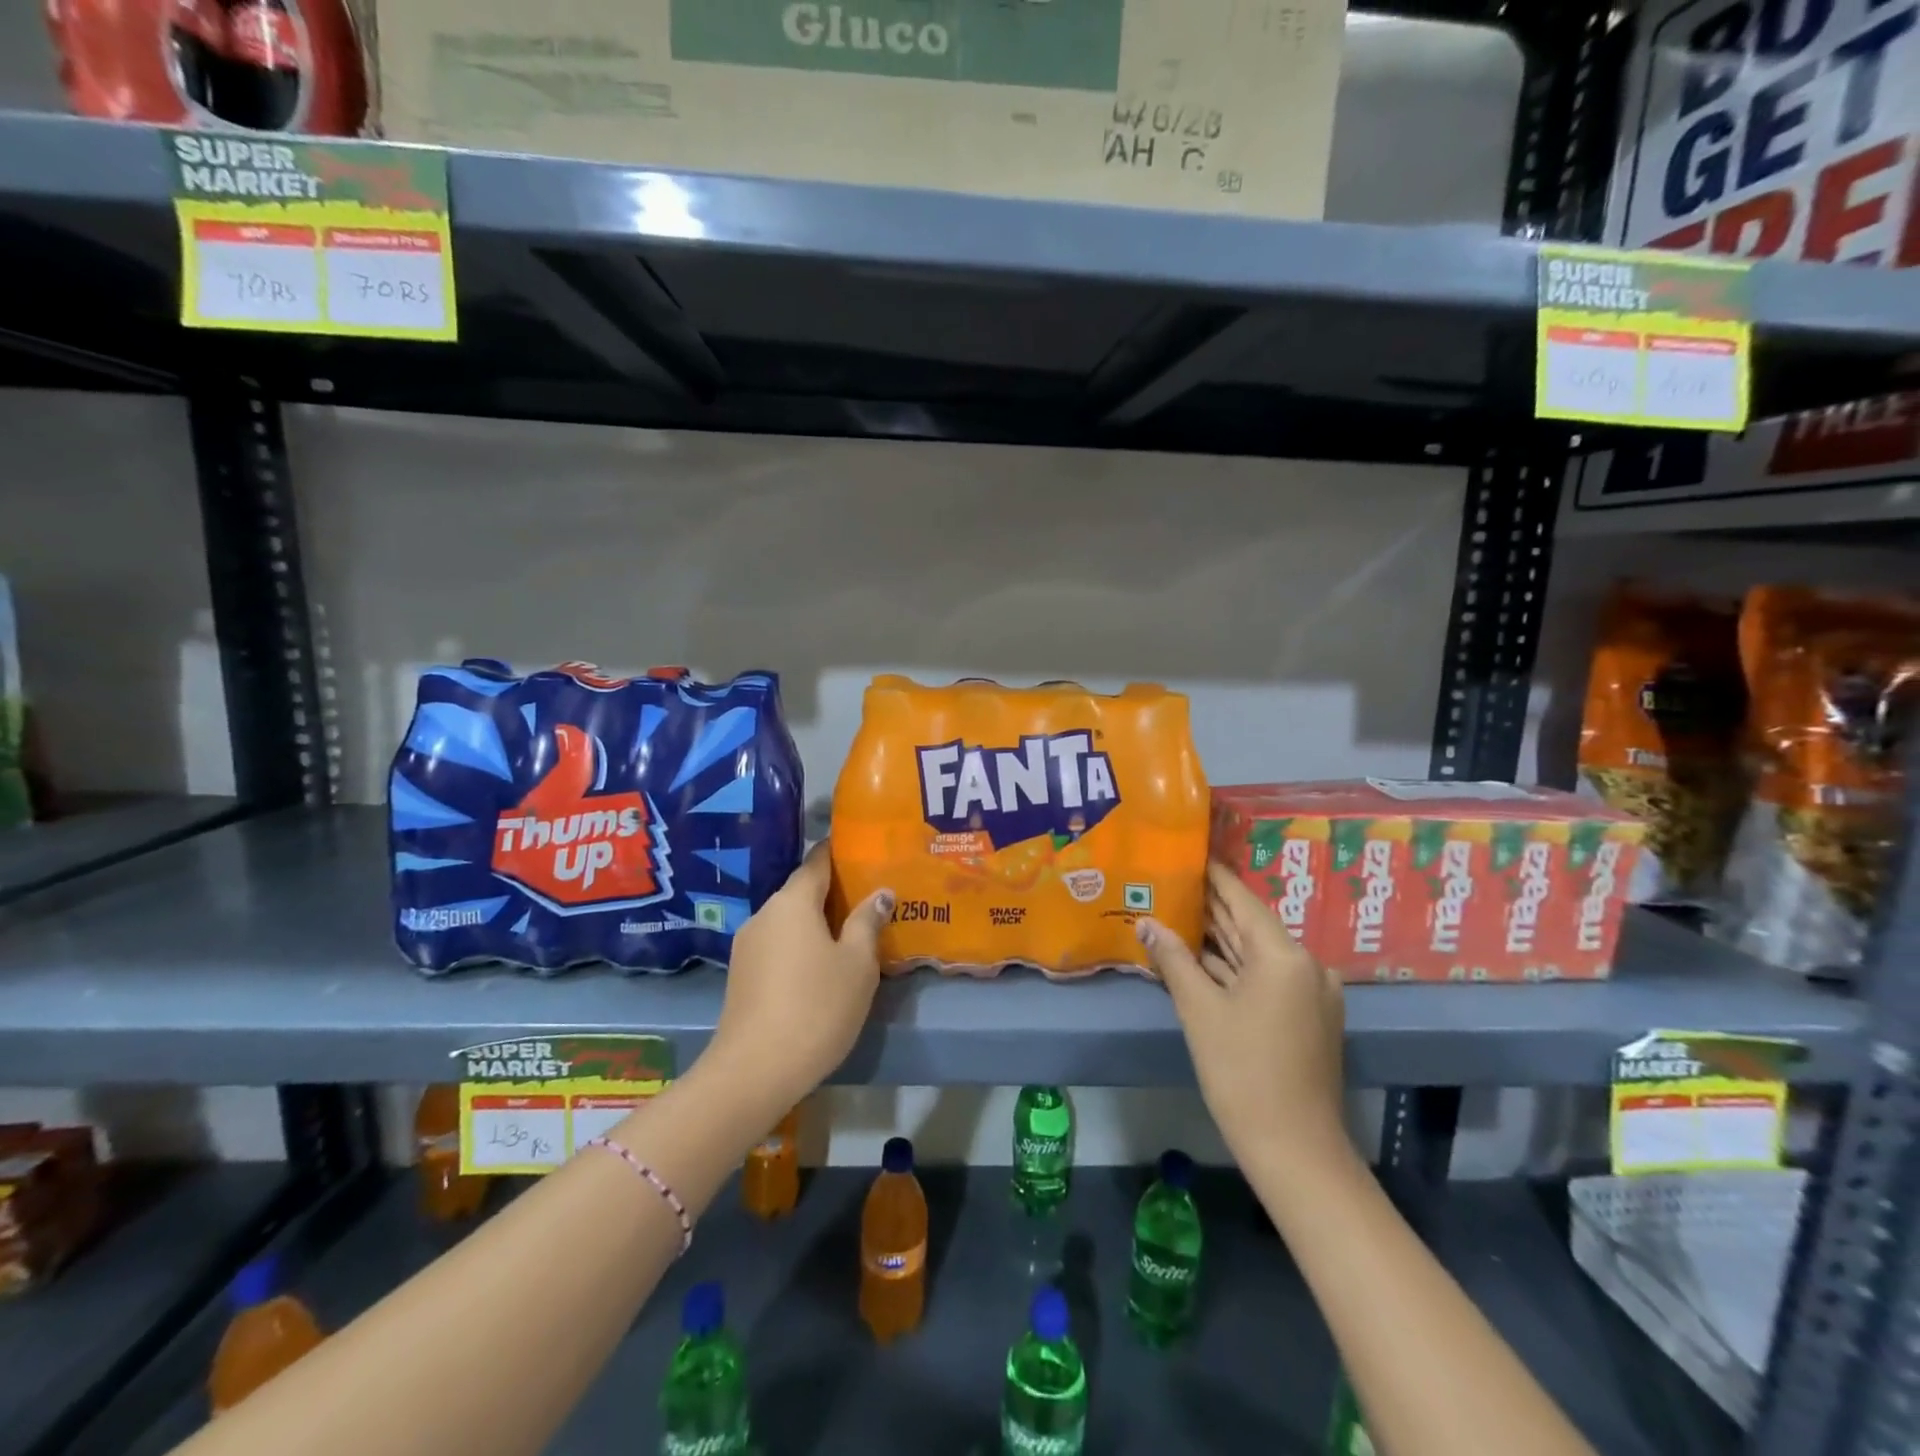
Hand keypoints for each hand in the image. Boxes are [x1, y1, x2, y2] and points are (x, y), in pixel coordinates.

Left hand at [704, 844, 893, 1117]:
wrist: (754, 1072)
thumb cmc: (816, 1008)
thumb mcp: (857, 964)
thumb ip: (868, 922)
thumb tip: (880, 892)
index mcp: (792, 902)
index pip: (816, 861)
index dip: (839, 853)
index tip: (864, 852)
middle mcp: (764, 914)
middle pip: (801, 891)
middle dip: (833, 892)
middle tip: (869, 900)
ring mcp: (747, 945)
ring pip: (789, 921)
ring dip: (816, 923)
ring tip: (850, 934)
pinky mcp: (741, 975)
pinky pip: (778, 945)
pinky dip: (800, 946)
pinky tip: (820, 966)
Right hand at [1137, 862, 1350, 1172]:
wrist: (1295, 1150)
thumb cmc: (1242, 1072)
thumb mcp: (1199, 1011)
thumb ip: (1173, 959)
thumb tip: (1146, 923)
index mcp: (1285, 955)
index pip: (1242, 900)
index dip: (1214, 877)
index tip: (1188, 853)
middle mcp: (1306, 965)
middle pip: (1250, 925)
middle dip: (1211, 908)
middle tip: (1171, 883)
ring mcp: (1310, 993)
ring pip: (1257, 954)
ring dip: (1219, 940)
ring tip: (1176, 914)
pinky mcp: (1306, 1016)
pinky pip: (1265, 978)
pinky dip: (1234, 968)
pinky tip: (1199, 959)